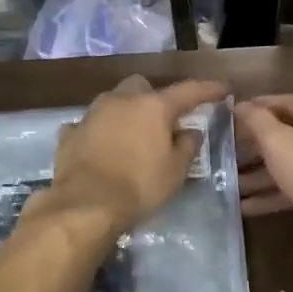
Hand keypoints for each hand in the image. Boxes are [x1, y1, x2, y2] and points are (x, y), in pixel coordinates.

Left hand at [50, 76, 226, 231]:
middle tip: (162, 119)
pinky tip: (101, 147)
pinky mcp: (69, 133)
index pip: (188, 90)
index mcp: (153, 106)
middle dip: (153, 97)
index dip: (208, 89)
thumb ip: (187, 146)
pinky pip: (88, 125)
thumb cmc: (139, 186)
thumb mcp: (175, 170)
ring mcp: (91, 114)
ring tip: (131, 136)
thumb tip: (191, 131)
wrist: (85, 205)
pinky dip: (98, 132)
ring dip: (124, 113)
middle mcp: (121, 100)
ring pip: (112, 102)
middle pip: (141, 86)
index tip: (222, 89)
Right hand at [235, 95, 292, 250]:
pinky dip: (272, 192)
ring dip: (258, 173)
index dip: (251, 109)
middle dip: (251, 145)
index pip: (280, 101)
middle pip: (283, 132)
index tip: (224, 118)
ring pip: (287, 162)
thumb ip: (256, 120)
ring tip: (226, 183)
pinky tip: (244, 206)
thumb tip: (239, 104)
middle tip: (221, 152)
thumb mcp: (278, 142)